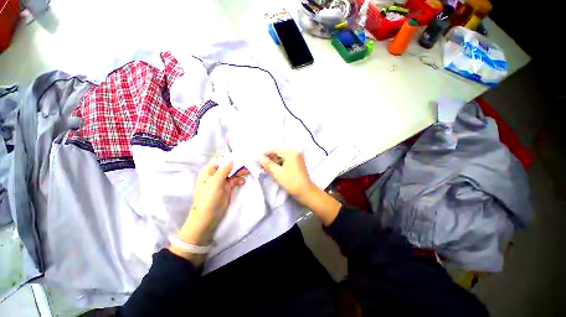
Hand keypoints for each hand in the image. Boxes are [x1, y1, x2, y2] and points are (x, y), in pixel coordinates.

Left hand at [177, 154, 245, 246]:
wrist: (207, 217)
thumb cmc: (208, 198)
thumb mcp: (215, 183)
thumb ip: (223, 170)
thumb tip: (231, 158)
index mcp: (209, 171)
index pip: (219, 159)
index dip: (227, 154)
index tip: (238, 150)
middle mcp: (215, 174)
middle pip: (228, 165)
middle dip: (237, 164)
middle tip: (247, 163)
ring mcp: (221, 181)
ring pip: (232, 172)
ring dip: (239, 172)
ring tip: (247, 172)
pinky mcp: (227, 187)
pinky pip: (234, 180)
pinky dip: (239, 180)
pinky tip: (242, 182)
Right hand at [260, 149, 313, 197]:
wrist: (305, 191)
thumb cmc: (291, 182)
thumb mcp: (277, 173)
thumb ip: (267, 164)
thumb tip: (260, 157)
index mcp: (291, 152)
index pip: (275, 150)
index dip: (266, 154)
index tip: (258, 160)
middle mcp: (295, 151)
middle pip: (279, 152)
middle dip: (270, 159)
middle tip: (263, 166)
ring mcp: (298, 155)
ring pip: (282, 156)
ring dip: (275, 161)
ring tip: (268, 169)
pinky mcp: (298, 160)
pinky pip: (287, 159)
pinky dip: (281, 163)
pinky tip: (276, 169)